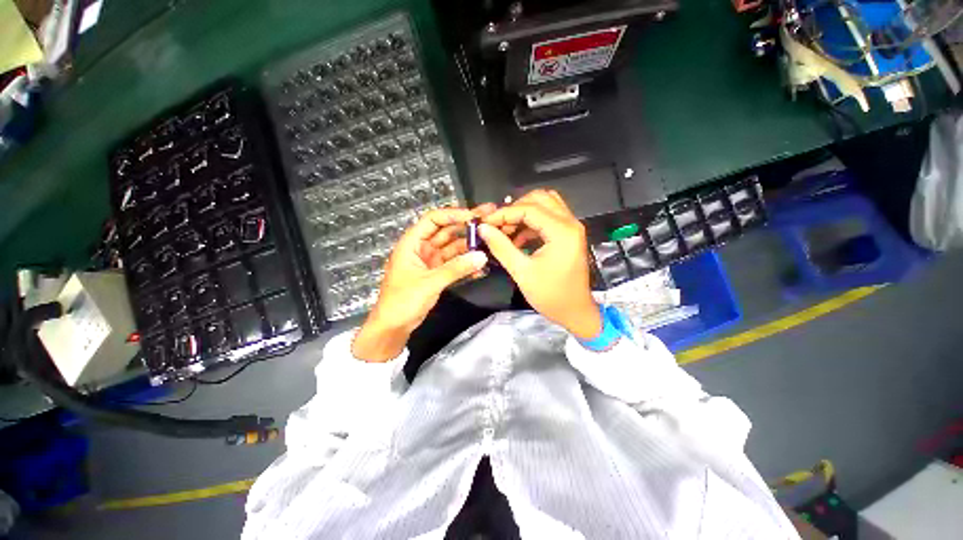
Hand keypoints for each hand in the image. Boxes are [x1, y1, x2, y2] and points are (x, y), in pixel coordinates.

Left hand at [352, 207, 490, 361]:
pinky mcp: (437, 273)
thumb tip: (481, 256)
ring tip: (490, 245)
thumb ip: (456, 269)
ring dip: (469, 248)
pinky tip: (481, 266)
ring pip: (453, 248)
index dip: (453, 215)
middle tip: (489, 224)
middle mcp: (422, 248)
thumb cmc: (402, 301)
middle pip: (446, 232)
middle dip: (466, 228)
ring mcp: (430, 261)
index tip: (474, 217)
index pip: (433, 220)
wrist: (393, 327)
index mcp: (412, 243)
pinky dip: (466, 265)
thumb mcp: (429, 282)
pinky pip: (454, 264)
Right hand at [479, 190, 601, 338]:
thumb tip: (483, 229)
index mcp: (562, 231)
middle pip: (539, 199)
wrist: (575, 312)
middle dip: (515, 209)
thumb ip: (501, 247)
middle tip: (498, 226)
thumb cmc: (551, 295)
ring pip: (545, 205)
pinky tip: (517, 239)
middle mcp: (570, 223)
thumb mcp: (522, 272)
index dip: (504, 213)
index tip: (485, 224)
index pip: (529, 209)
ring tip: (505, 231)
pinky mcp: (568, 235)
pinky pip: (548, 218)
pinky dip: (530, 223)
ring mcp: (571, 228)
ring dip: (523, 213)